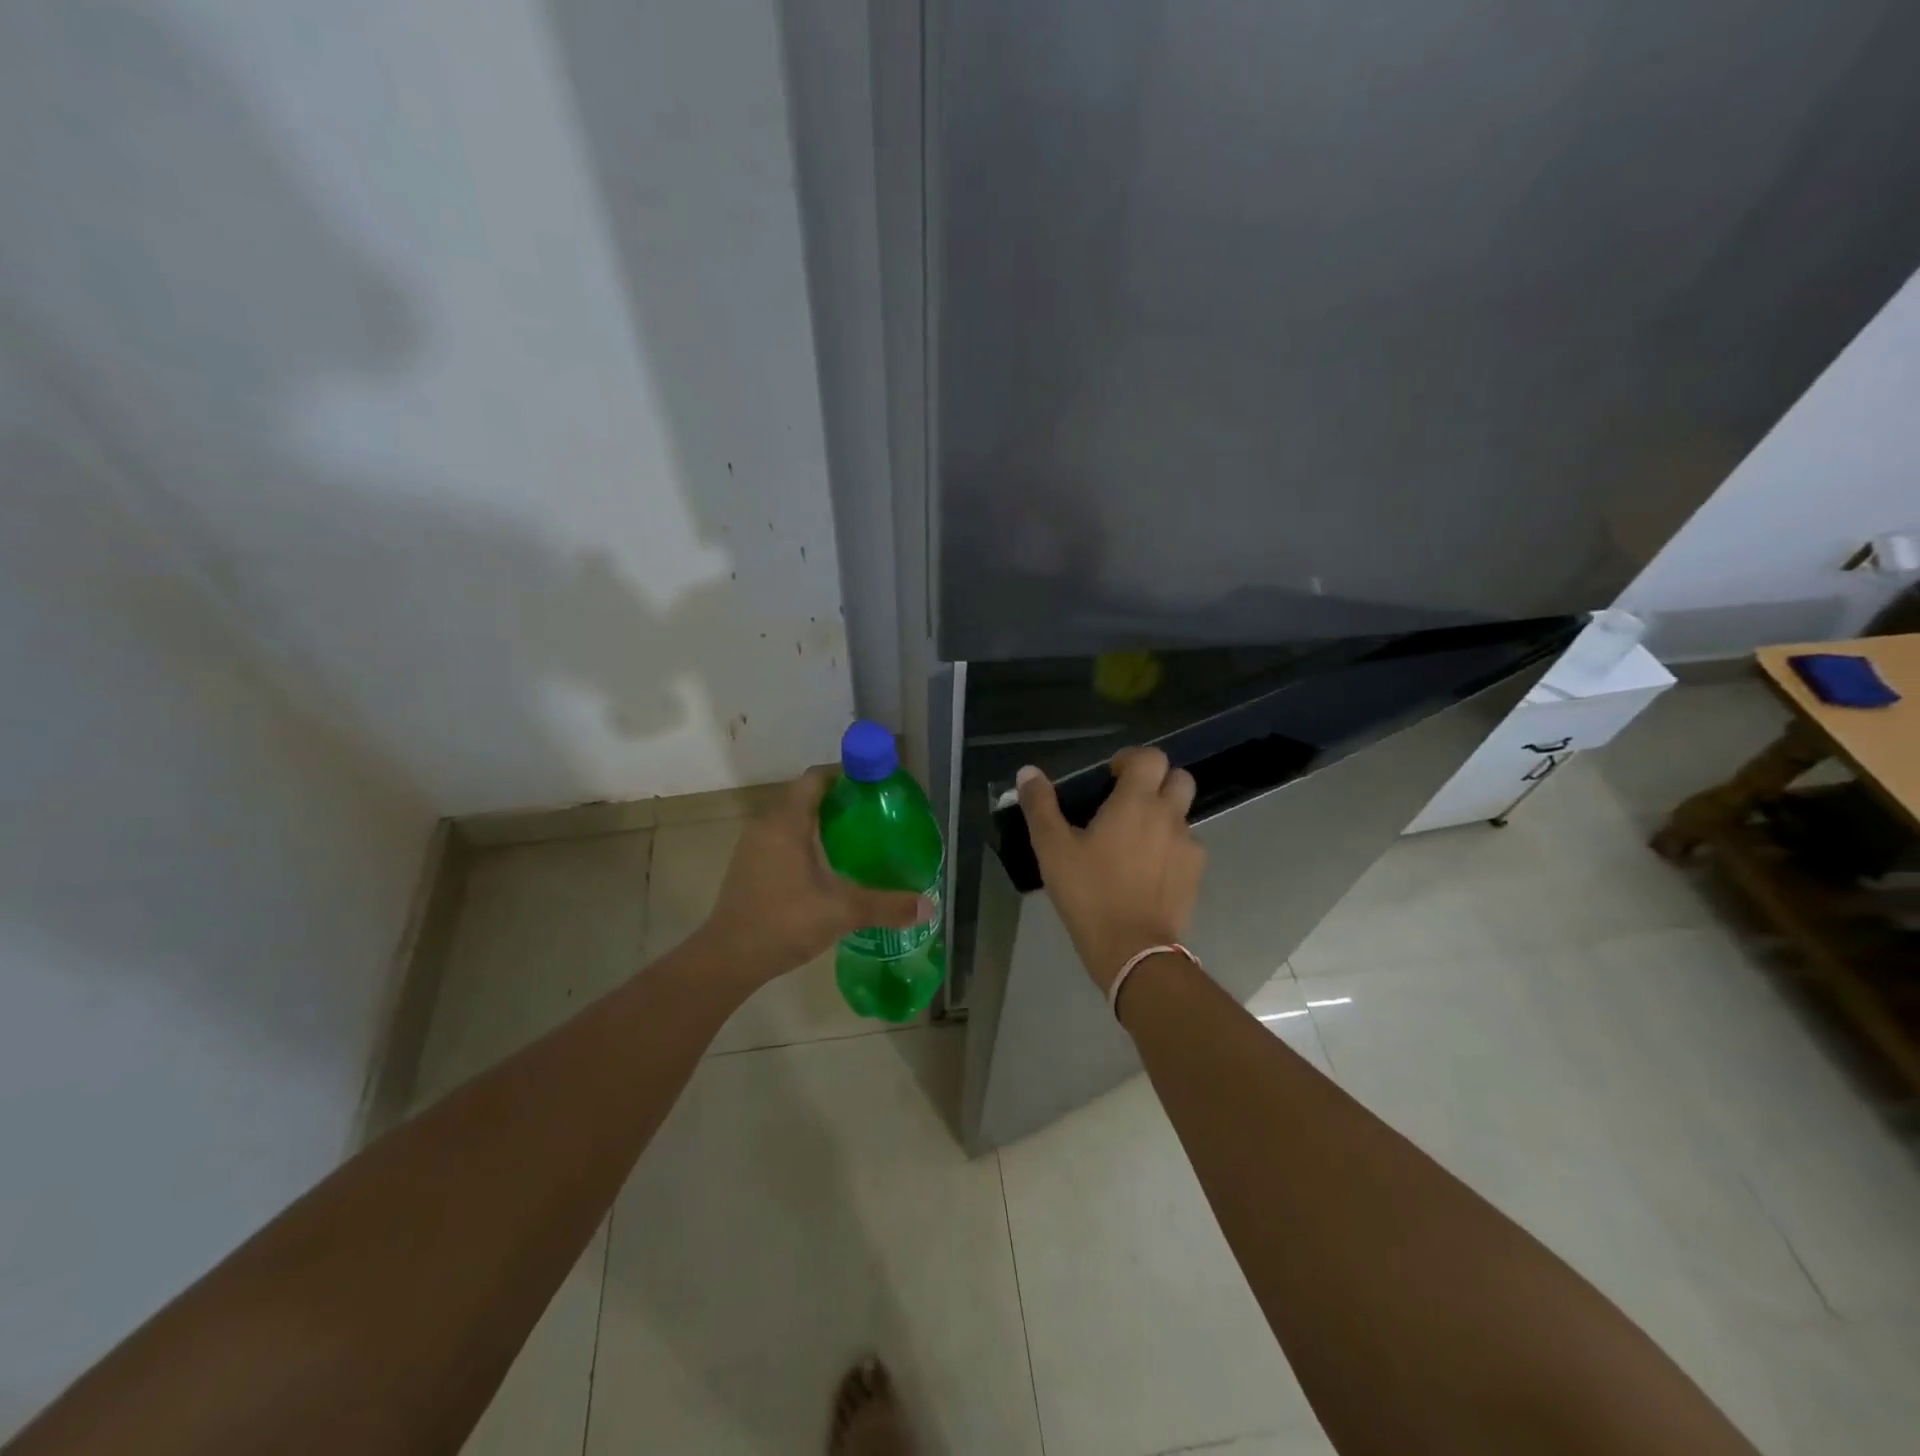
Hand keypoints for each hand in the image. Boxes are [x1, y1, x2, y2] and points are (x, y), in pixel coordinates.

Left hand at [696, 766, 931, 986]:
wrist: (728, 958)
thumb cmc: (785, 921)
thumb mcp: (843, 911)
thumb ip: (886, 906)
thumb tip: (928, 906)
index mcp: (787, 822)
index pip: (816, 779)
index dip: (845, 776)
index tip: (873, 787)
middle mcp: (766, 825)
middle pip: (804, 797)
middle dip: (838, 801)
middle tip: (872, 815)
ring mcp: (752, 847)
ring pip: (790, 820)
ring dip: (819, 824)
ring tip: (855, 840)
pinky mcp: (747, 868)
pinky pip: (780, 841)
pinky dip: (803, 843)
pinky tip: (826, 868)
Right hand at [1016, 748, 1204, 994]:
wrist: (1132, 950)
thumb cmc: (1089, 892)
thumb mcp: (1052, 849)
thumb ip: (1040, 806)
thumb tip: (1028, 772)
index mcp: (1136, 802)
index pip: (1151, 757)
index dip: (1132, 760)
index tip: (1110, 778)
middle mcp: (1169, 816)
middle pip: (1179, 779)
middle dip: (1157, 782)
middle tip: (1127, 803)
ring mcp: (1188, 846)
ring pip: (1183, 815)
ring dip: (1163, 817)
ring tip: (1134, 842)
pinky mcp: (1195, 875)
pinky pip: (1187, 848)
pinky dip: (1170, 849)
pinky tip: (1147, 872)